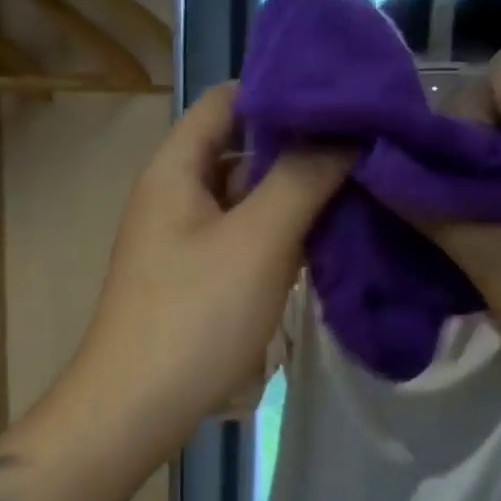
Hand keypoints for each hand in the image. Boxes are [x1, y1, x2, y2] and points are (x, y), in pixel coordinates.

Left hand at [60, 83, 346, 460]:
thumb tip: (346, 132)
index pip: (227, 99)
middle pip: (241, 147)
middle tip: (364, 144)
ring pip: (249, 195)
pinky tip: (329, 236)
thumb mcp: (258, 239)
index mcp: (176, 168)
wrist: (136, 409)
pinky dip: (284, 231)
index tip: (341, 97)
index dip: (280, 90)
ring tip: (360, 185)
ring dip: (296, 191)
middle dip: (299, 145)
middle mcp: (177, 192)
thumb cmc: (195, 315)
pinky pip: (248, 235)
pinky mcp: (201, 275)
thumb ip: (303, 177)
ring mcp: (188, 237)